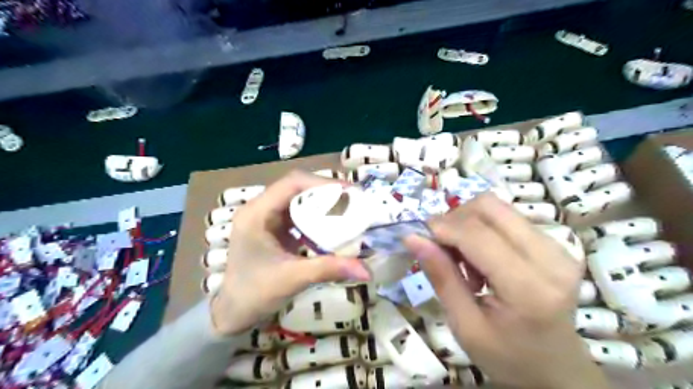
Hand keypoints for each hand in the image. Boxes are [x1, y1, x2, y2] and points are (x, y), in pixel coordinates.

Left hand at [211, 172, 372, 335]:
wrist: (233, 312)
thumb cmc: (255, 294)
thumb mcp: (293, 279)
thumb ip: (329, 269)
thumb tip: (367, 270)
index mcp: (256, 213)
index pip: (292, 184)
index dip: (322, 183)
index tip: (349, 192)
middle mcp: (259, 208)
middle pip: (296, 186)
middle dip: (325, 190)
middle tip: (352, 199)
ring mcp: (265, 216)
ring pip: (297, 197)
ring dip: (321, 200)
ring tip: (346, 207)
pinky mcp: (272, 226)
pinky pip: (297, 211)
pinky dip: (315, 214)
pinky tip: (331, 222)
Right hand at [404, 192, 607, 388]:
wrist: (557, 369)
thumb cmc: (507, 357)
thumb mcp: (464, 325)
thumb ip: (441, 277)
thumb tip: (413, 238)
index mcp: (529, 288)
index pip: (478, 235)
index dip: (442, 227)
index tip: (418, 235)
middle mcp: (551, 257)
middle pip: (489, 207)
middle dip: (454, 219)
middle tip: (440, 247)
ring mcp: (558, 247)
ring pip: (496, 207)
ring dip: (467, 223)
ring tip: (462, 258)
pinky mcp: (554, 243)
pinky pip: (506, 218)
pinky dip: (481, 229)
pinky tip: (479, 258)